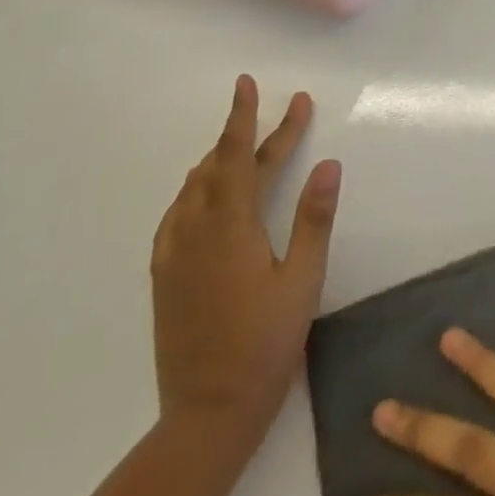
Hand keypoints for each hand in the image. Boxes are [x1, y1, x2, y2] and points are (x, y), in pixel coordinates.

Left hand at [151, 75, 341, 443]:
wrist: (208, 412)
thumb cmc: (266, 341)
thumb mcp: (303, 278)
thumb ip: (315, 217)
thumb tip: (329, 163)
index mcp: (230, 228)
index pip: (237, 157)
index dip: (245, 117)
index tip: (248, 83)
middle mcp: (194, 232)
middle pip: (220, 166)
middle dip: (249, 133)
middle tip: (287, 112)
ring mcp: (174, 254)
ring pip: (195, 188)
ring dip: (224, 159)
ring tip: (251, 143)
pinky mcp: (165, 275)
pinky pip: (179, 212)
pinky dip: (200, 188)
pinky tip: (209, 193)